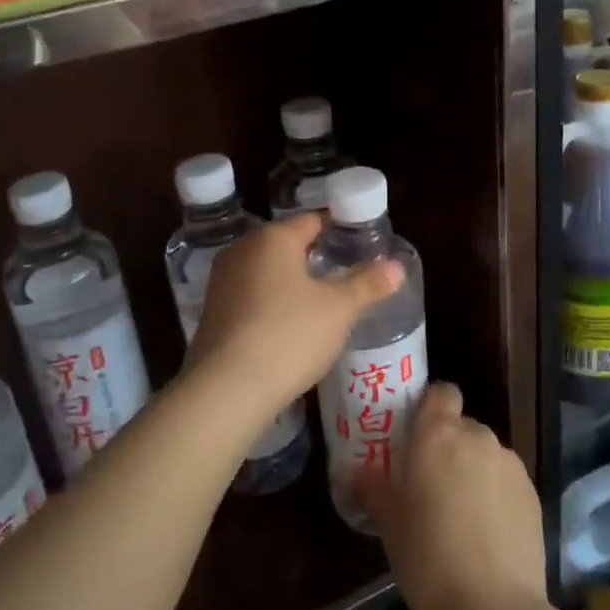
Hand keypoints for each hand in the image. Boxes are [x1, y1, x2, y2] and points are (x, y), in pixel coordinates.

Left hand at [185, 213, 401, 415]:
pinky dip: (272, 303)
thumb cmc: (289, 336)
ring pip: (267, 271)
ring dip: (292, 282)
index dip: (338, 228)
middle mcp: (242, 250)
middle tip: (347, 273)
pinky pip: (251, 295)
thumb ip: (368, 284)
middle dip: (315, 256)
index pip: (312, 220)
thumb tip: (397, 266)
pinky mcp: (212, 312)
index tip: (360, 242)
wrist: (227, 389)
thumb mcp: (338, 310)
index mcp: (273, 238)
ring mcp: (222, 281)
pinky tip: (290, 326)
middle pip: (287, 244)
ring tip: (323, 302)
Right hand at [359, 384, 546, 609]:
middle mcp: (477, 437)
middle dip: (450, 448)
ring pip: (487, 455)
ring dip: (474, 472)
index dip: (431, 408)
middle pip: (463, 427)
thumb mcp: (389, 522)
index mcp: (437, 434)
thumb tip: (354, 473)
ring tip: (461, 516)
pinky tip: (487, 535)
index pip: (441, 393)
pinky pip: (507, 482)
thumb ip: (373, 487)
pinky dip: (497, 496)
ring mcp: (510, 465)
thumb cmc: (426, 557)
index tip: (416, 436)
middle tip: (432, 485)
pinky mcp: (533, 495)